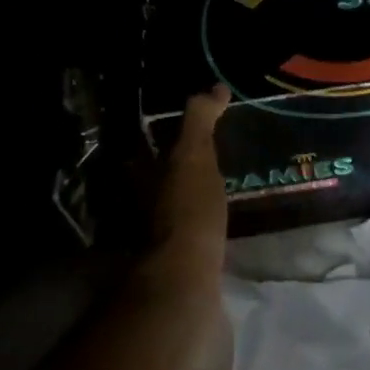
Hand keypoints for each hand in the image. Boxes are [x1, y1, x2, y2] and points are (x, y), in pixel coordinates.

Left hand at [146, 85, 230, 291]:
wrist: (186, 282)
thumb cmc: (187, 211)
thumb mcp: (194, 156)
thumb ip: (199, 121)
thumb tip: (214, 88)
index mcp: (143, 176)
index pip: (151, 145)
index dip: (168, 133)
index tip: (197, 125)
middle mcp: (143, 204)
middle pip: (161, 177)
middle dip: (180, 166)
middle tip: (215, 155)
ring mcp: (158, 237)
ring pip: (174, 206)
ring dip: (193, 196)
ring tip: (226, 187)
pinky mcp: (179, 261)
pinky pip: (192, 233)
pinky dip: (205, 224)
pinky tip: (225, 224)